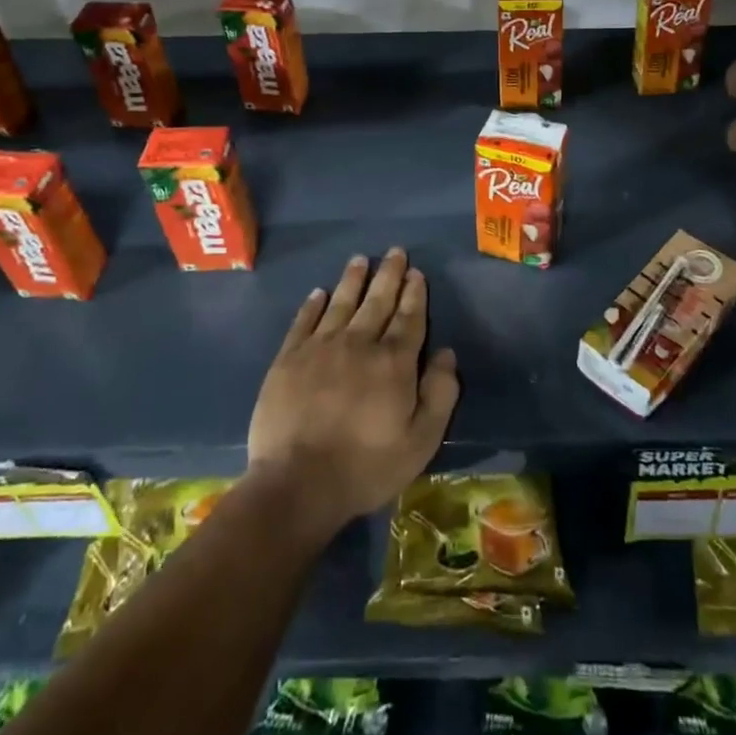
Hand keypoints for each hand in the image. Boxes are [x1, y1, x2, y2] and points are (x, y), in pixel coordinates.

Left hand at [246, 249, 459, 537]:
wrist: (297, 483)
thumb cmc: (366, 466)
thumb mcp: (421, 441)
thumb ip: (440, 394)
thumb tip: (446, 353)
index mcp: (393, 362)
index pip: (409, 318)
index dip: (414, 294)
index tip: (416, 273)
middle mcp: (359, 343)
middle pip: (377, 301)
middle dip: (389, 275)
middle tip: (395, 252)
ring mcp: (320, 347)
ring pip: (341, 303)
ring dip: (353, 279)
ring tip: (360, 259)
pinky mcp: (289, 359)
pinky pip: (304, 321)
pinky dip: (313, 304)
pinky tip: (318, 292)